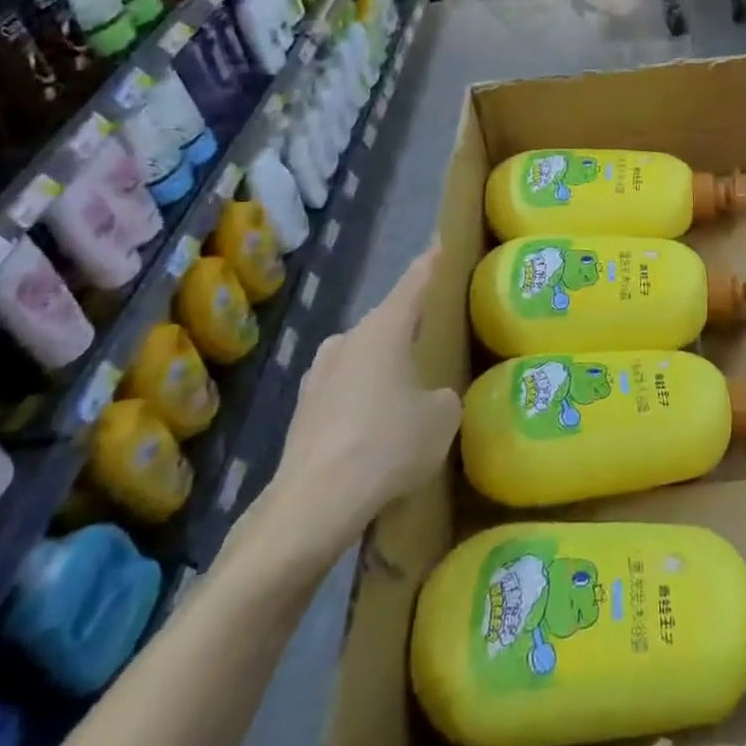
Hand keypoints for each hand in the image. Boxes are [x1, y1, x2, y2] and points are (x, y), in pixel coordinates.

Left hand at [239, 245, 460, 579]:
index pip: (414, 283)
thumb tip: (430, 398)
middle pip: (387, 323)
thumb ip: (443, 396)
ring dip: (385, 368)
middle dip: (409, 328)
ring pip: (364, 358)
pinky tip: (379, 430)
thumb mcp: (442, 417)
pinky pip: (346, 392)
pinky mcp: (303, 412)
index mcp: (383, 329)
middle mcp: (346, 341)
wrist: (314, 503)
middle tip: (436, 337)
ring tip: (410, 392)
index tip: (441, 243)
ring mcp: (318, 376)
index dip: (432, 263)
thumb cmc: (388, 444)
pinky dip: (365, 400)